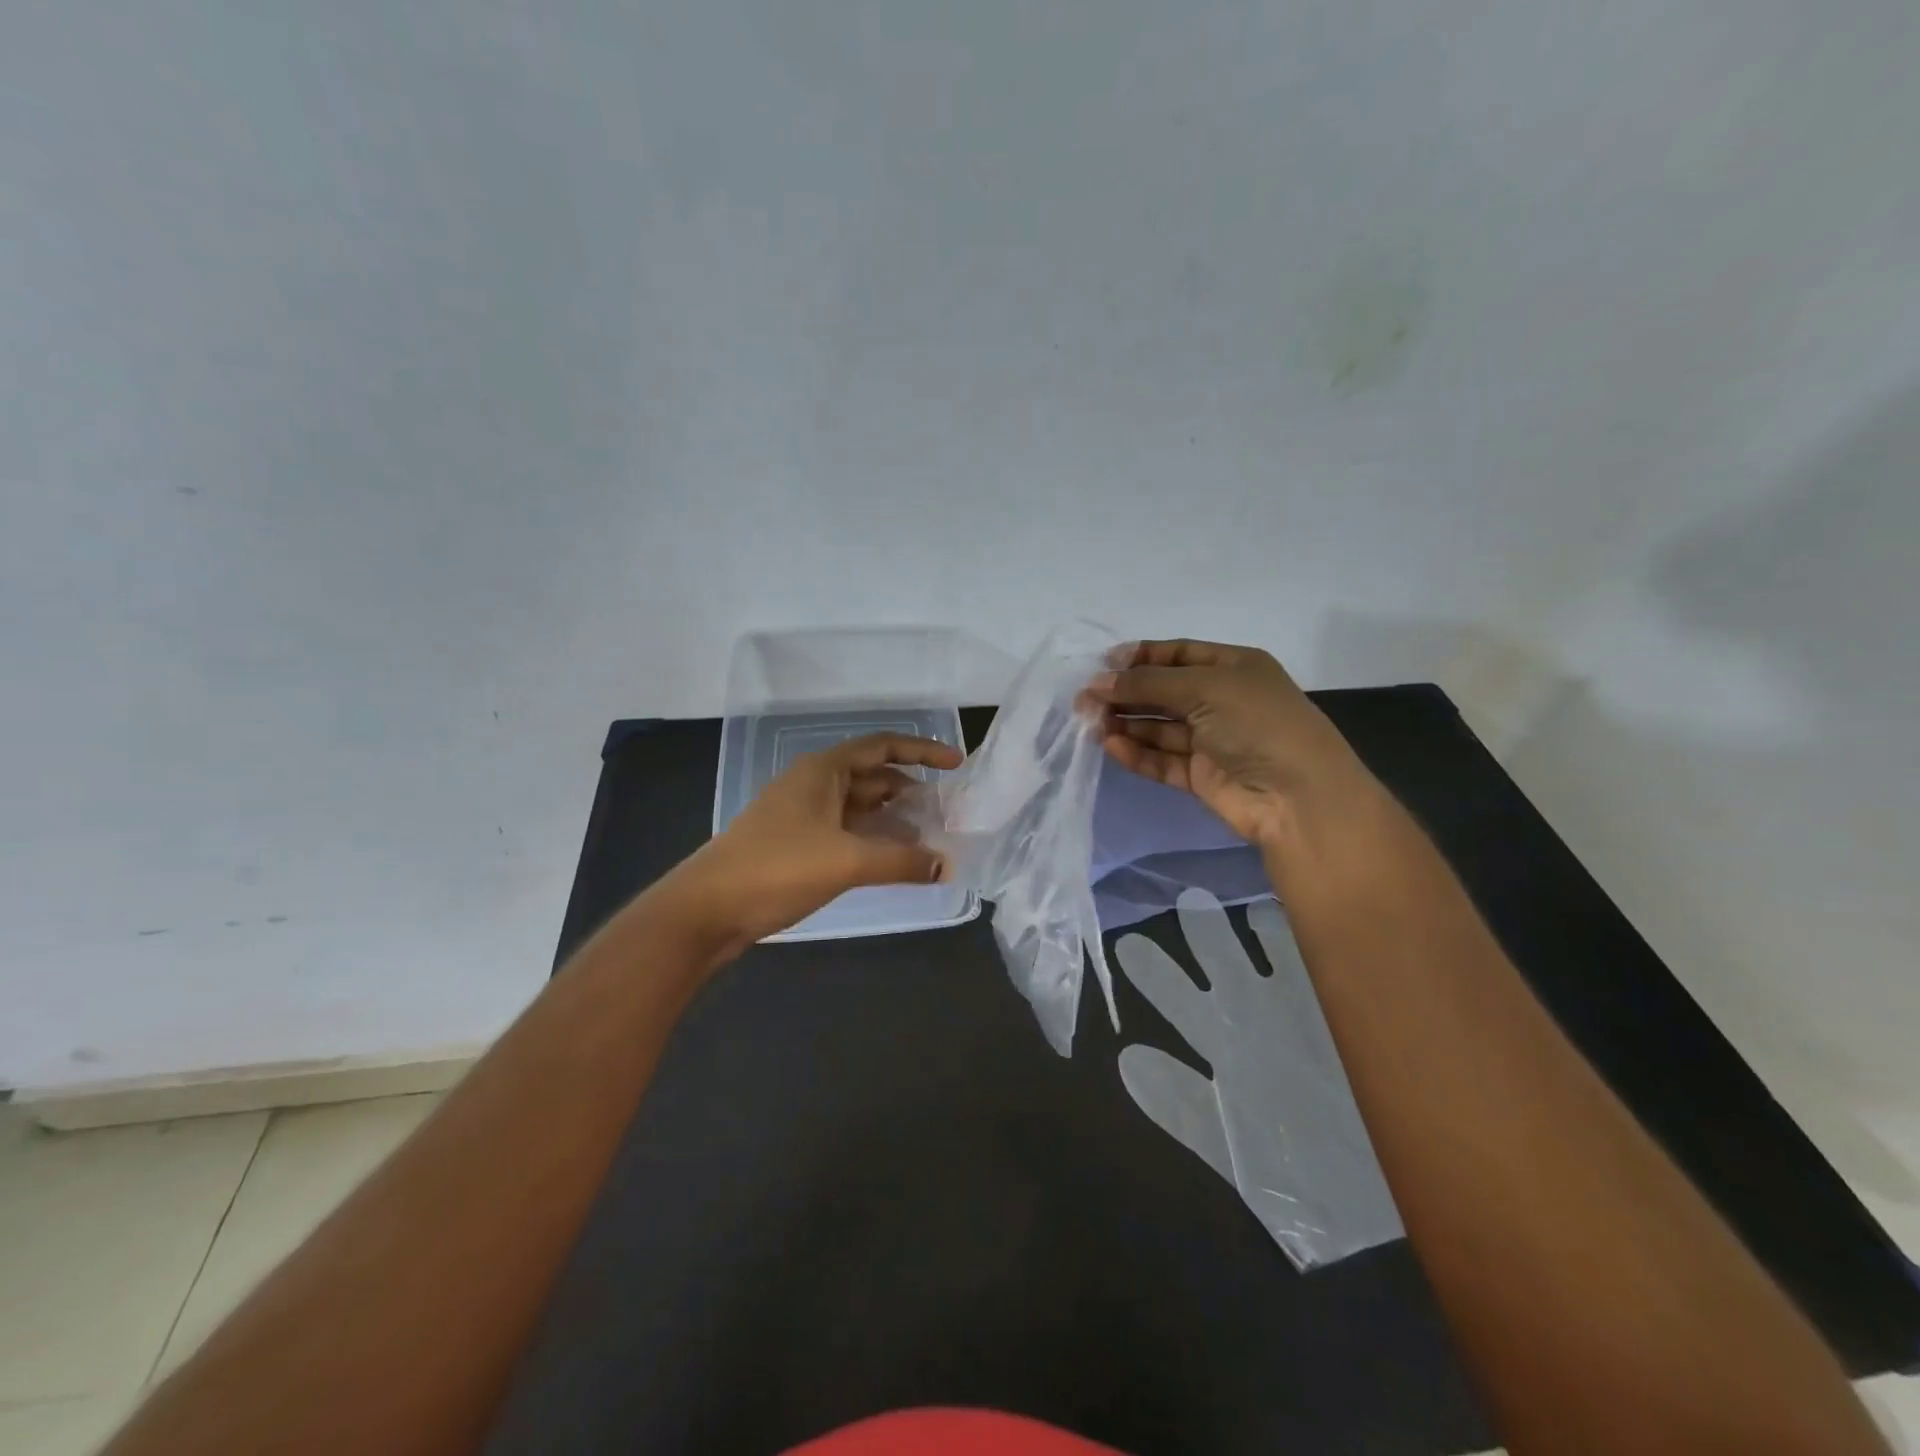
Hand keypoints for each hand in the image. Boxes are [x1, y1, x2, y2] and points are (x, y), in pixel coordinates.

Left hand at [671, 732, 961, 948]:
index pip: (882, 746)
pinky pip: (846, 830)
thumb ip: (901, 860)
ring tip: (929, 837)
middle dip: (911, 789)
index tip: (956, 765)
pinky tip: (892, 858)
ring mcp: (802, 814)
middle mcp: (814, 784)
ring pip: (859, 806)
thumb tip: (946, 866)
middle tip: (947, 812)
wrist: (707, 908)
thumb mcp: (846, 861)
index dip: (922, 751)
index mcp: (824, 771)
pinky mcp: (795, 843)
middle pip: (873, 776)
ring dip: (893, 817)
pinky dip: (873, 838)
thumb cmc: (777, 868)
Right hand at [1084, 638, 1375, 850]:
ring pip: (1159, 727)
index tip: (1102, 665)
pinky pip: (1162, 760)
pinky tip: (1111, 746)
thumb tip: (1097, 683)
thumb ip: (1147, 683)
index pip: (1179, 653)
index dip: (1141, 657)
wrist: (1297, 797)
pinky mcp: (1202, 776)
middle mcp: (1222, 700)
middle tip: (1085, 699)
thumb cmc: (1256, 724)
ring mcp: (1212, 740)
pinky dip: (1138, 753)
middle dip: (1126, 692)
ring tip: (1089, 722)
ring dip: (1126, 722)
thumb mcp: (1204, 687)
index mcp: (1234, 667)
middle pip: (1164, 691)